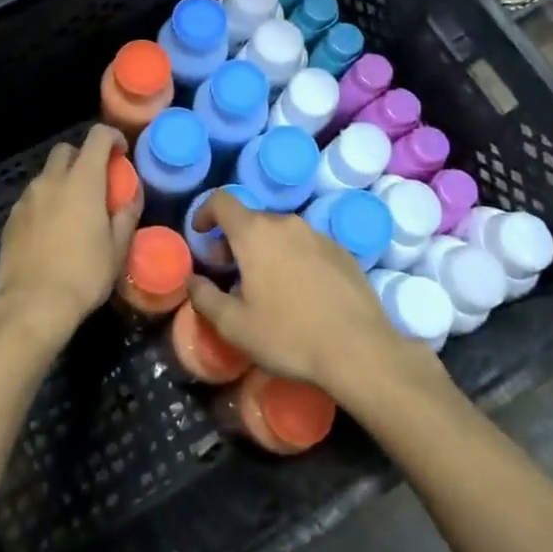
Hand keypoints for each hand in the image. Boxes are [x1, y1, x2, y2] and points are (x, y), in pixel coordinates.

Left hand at [0, 125, 138, 348]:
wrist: (33, 304)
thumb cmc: (84, 275)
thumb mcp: (117, 249)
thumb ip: (126, 215)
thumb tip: (132, 196)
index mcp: (83, 181)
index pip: (97, 137)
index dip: (112, 137)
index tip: (121, 153)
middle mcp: (52, 180)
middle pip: (66, 150)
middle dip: (82, 157)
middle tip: (95, 182)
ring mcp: (28, 197)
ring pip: (46, 175)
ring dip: (62, 181)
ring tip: (72, 210)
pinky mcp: (12, 218)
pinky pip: (32, 198)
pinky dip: (45, 203)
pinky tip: (51, 230)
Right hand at [185, 191, 442, 404]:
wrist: (360, 350)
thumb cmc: (289, 335)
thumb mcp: (234, 326)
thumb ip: (205, 298)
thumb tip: (192, 281)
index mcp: (255, 232)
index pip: (222, 200)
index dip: (205, 212)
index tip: (200, 235)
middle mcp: (286, 223)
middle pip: (251, 218)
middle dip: (234, 239)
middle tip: (230, 271)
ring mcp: (318, 234)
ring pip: (280, 232)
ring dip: (265, 249)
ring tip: (266, 284)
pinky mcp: (342, 251)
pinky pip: (306, 245)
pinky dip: (294, 258)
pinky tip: (300, 292)